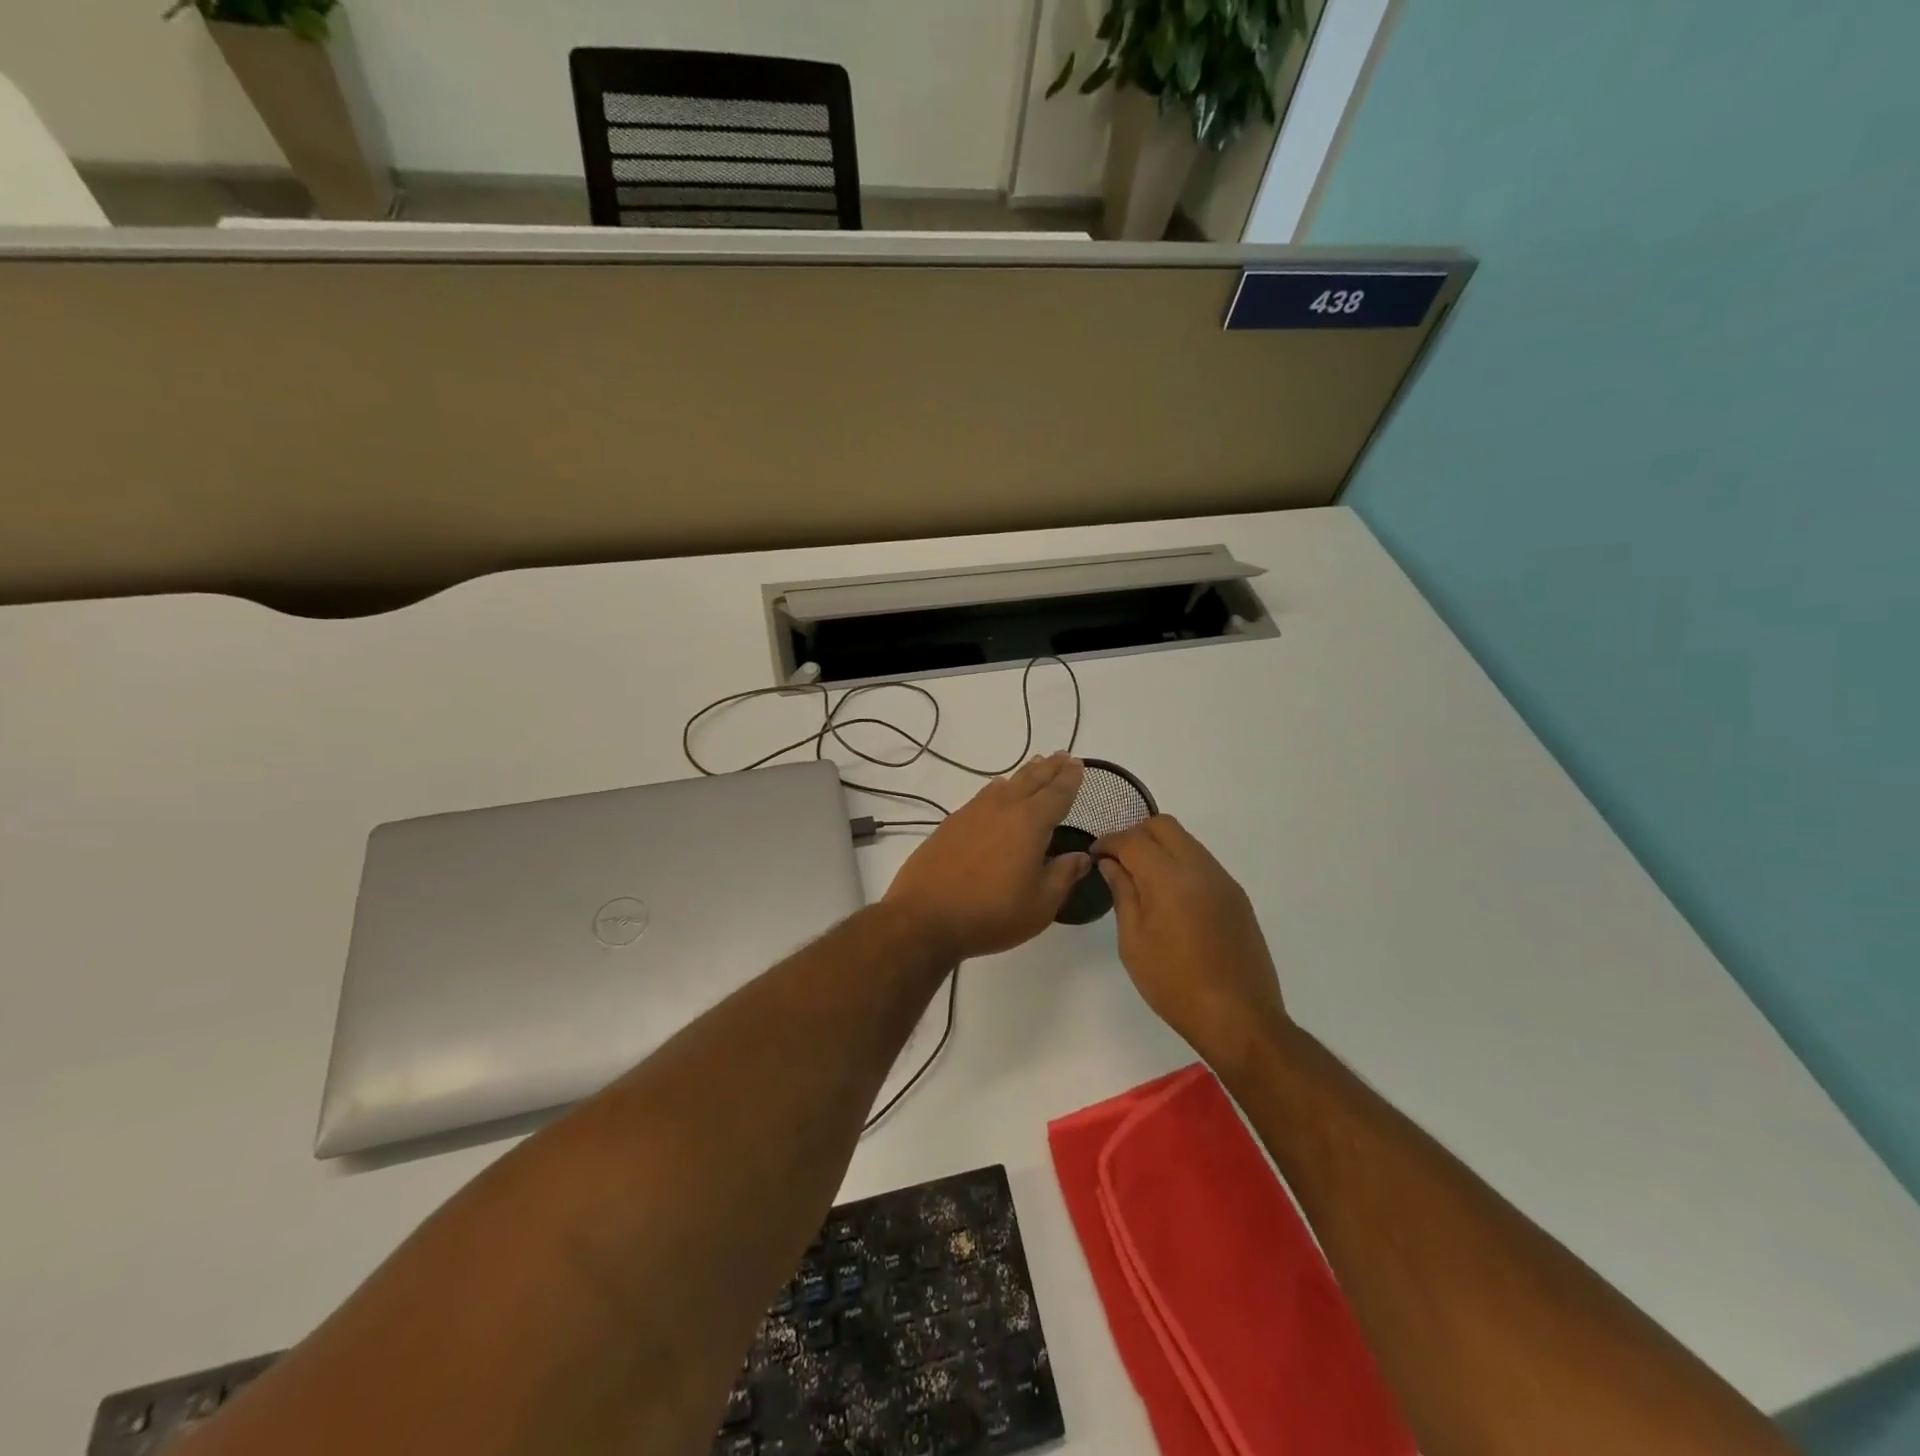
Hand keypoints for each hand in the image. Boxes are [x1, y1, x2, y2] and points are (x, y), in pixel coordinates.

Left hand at [883, 753, 1090, 961]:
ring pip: (1006, 784)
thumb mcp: (1039, 904)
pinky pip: (983, 795)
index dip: (1070, 779)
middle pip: (1031, 780)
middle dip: (1049, 768)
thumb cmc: (991, 913)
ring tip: (1035, 764)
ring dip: (1024, 774)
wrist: (925, 916)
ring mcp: (973, 812)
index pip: (1057, 794)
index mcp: (1030, 823)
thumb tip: (1081, 856)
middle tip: (1062, 755)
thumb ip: (1063, 876)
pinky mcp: (952, 823)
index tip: (1078, 764)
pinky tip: (997, 790)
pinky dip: (998, 788)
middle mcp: (1003, 808)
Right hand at [1093, 816, 1288, 1065]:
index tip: (1095, 856)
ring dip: (1160, 847)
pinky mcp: (1237, 896)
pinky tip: (1170, 897)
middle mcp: (1200, 868)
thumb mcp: (1134, 942)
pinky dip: (1180, 864)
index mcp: (1169, 879)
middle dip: (1135, 834)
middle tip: (1118, 861)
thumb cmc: (1175, 984)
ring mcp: (1223, 880)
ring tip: (1142, 879)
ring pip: (1186, 841)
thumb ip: (1122, 894)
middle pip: (1164, 826)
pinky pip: (1203, 862)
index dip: (1108, 842)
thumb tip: (1111, 863)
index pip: (1132, 840)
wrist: (1240, 1018)